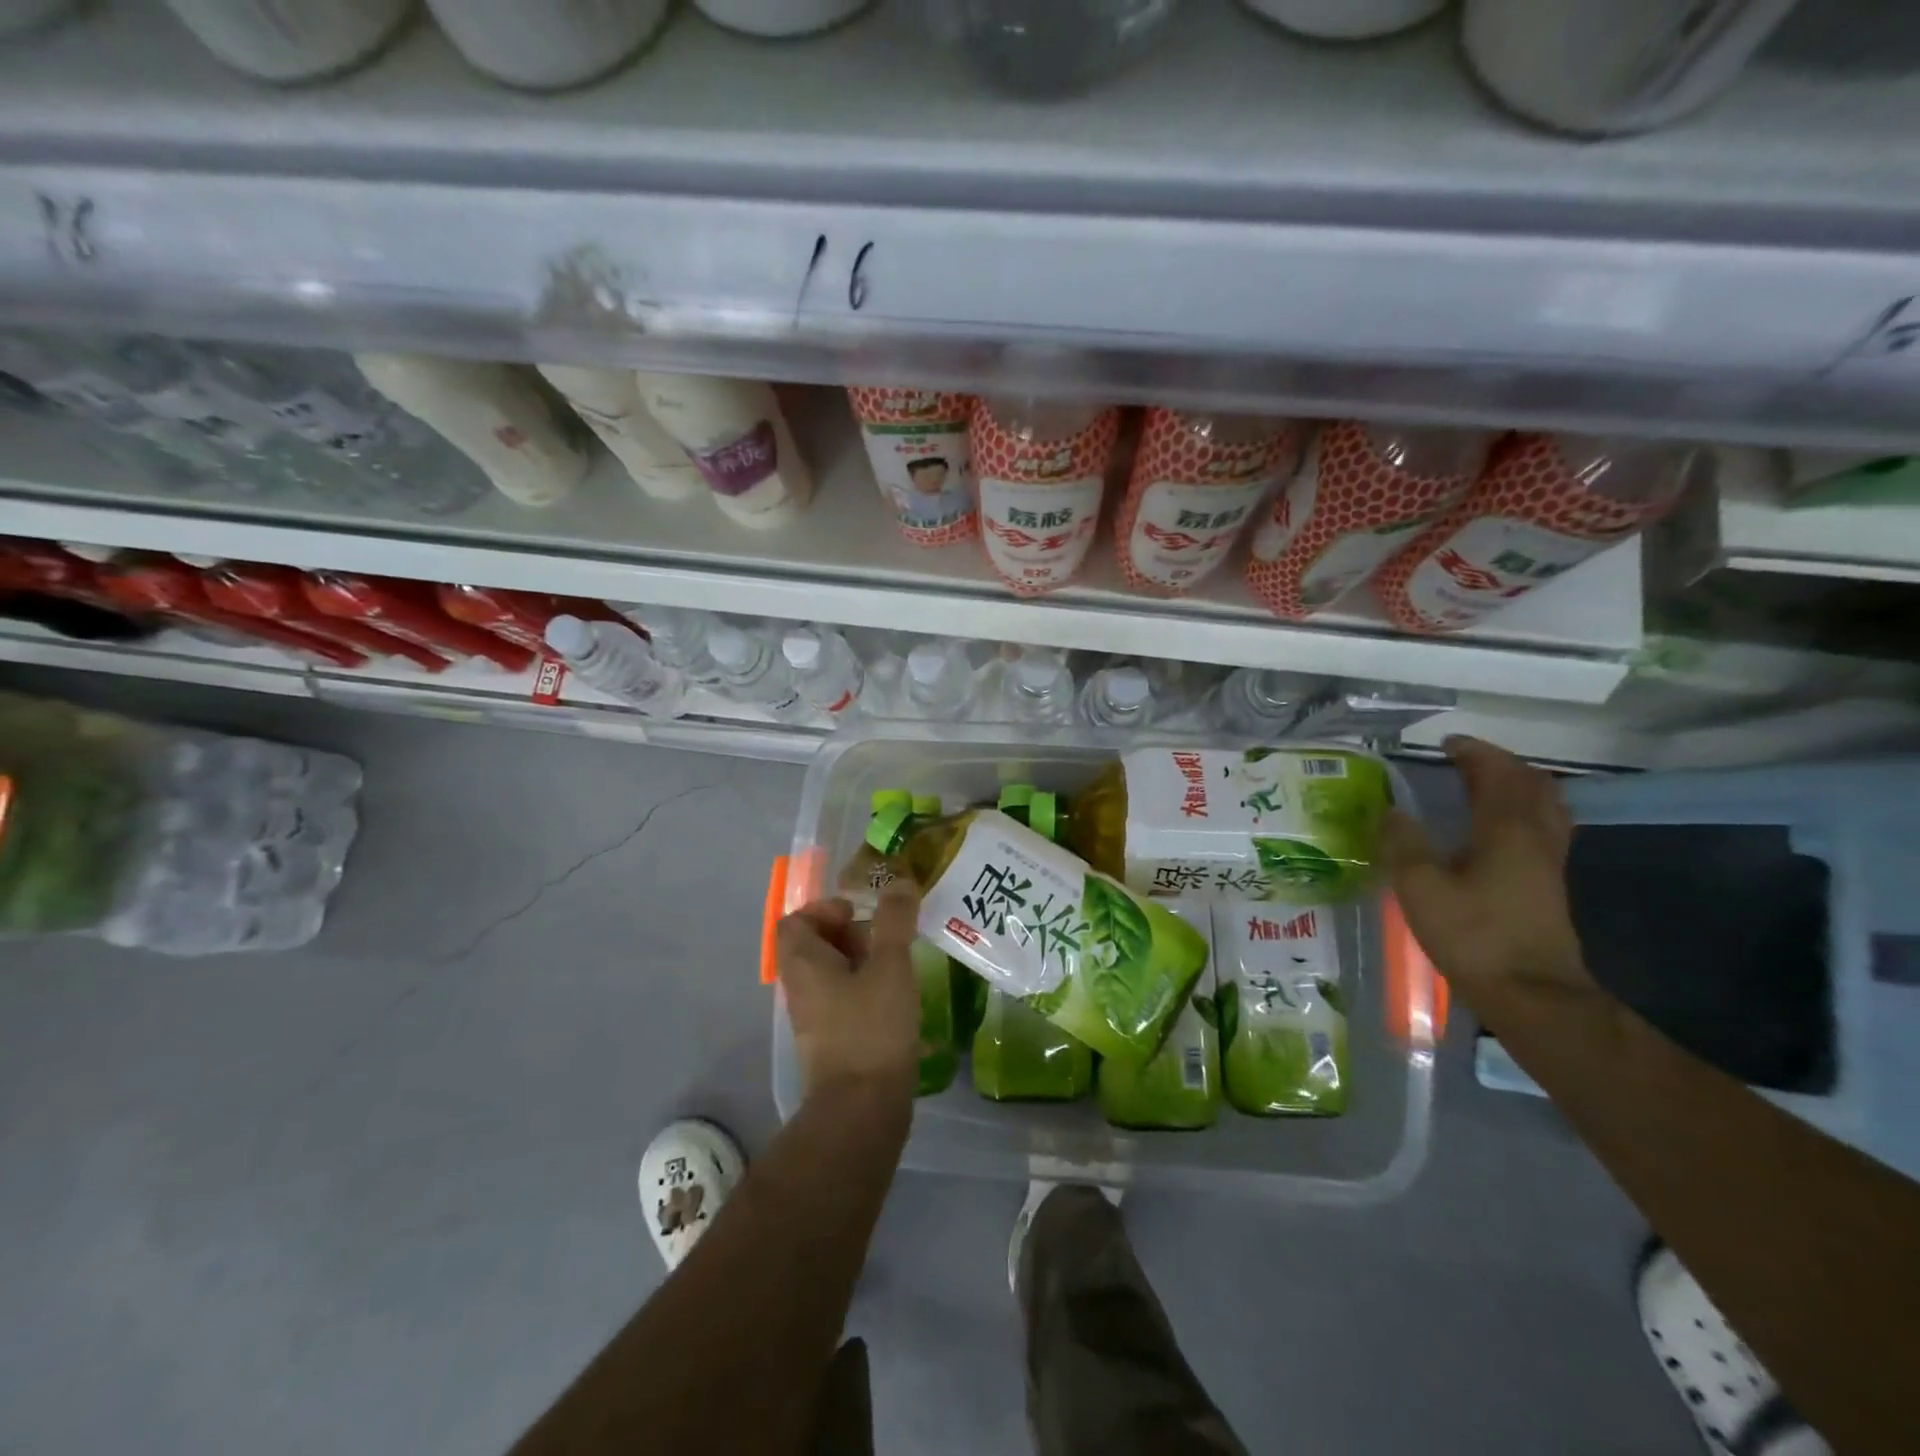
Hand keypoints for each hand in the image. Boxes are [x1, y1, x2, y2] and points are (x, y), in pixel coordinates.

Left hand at [777, 883, 921, 1104]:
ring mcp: (815, 1019)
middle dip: (851, 934)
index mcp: (803, 964)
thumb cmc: (872, 1028)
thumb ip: (893, 921)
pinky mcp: (833, 1043)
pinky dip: (867, 991)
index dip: (824, 909)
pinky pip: (844, 1001)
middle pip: (815, 945)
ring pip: (832, 975)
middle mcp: (801, 989)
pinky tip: (899, 999)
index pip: (795, 921)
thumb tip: (897, 881)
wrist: (862, 1110)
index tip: (859, 914)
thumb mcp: (890, 965)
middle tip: (886, 940)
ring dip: (863, 963)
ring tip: (899, 967)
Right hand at [1383, 736, 1590, 999]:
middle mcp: (1536, 836)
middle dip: (1499, 765)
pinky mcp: (1550, 883)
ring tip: (1482, 787)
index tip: (1447, 744)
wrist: (1532, 993)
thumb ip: (1404, 844)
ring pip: (1545, 806)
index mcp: (1506, 829)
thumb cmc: (1474, 936)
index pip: (1497, 773)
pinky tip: (1498, 829)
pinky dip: (1523, 812)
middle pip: (1531, 784)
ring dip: (1516, 786)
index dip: (1474, 753)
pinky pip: (1544, 827)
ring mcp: (1550, 860)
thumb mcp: (1421, 889)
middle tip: (1464, 761)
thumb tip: (1391, 811)